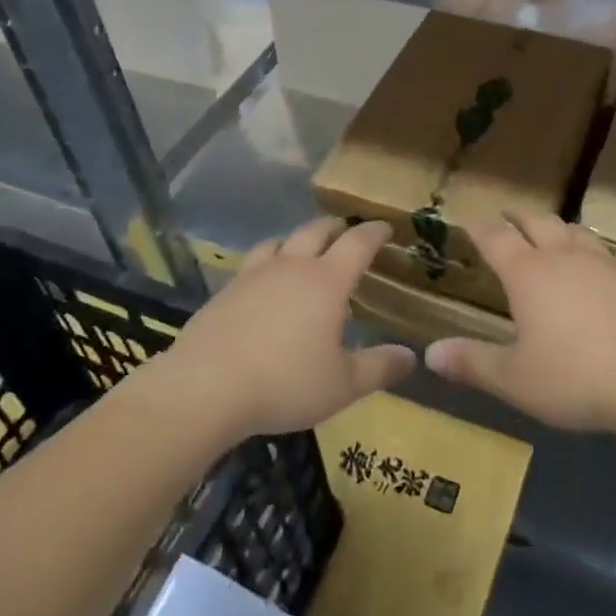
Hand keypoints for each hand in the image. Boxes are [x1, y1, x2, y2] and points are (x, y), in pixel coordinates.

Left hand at [156, 218, 415, 437]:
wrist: (204, 388)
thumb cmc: (284, 383)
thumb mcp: (342, 385)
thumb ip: (379, 368)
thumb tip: (411, 356)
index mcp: (327, 281)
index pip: (358, 242)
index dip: (375, 232)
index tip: (386, 228)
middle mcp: (293, 266)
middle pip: (317, 229)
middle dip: (337, 227)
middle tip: (347, 232)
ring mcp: (254, 274)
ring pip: (281, 240)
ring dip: (298, 238)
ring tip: (304, 249)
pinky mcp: (225, 290)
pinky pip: (253, 261)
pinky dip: (268, 260)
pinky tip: (264, 282)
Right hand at [423, 212, 615, 436]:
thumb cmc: (578, 378)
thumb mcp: (516, 380)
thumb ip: (473, 363)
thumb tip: (429, 354)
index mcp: (528, 274)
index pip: (496, 237)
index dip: (479, 227)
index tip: (468, 221)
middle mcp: (563, 257)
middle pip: (536, 222)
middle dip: (516, 218)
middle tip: (506, 219)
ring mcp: (603, 263)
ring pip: (573, 230)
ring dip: (554, 227)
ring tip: (548, 233)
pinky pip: (604, 251)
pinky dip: (589, 249)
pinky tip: (596, 264)